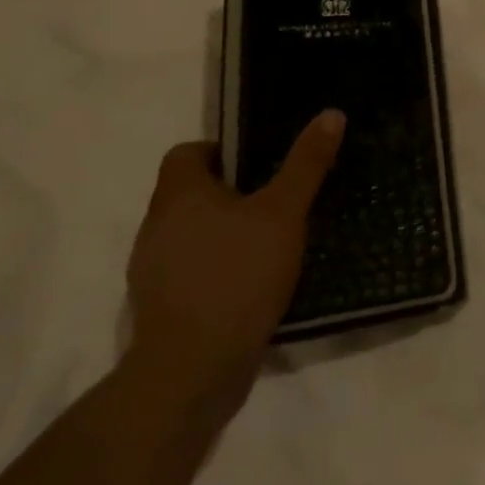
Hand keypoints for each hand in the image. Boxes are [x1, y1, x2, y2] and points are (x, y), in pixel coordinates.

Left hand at [124, 112, 344, 420]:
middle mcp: (156, 227)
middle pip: (190, 193)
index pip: (187, 153)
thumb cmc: (238, 274)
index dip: (221, 150)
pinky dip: (219, 267)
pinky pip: (192, 269)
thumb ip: (306, 163)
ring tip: (271, 239)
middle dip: (231, 192)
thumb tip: (330, 114)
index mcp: (179, 196)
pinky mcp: (163, 307)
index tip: (260, 163)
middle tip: (277, 197)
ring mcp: (153, 271)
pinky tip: (254, 281)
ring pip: (192, 233)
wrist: (193, 370)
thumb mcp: (284, 212)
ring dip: (225, 231)